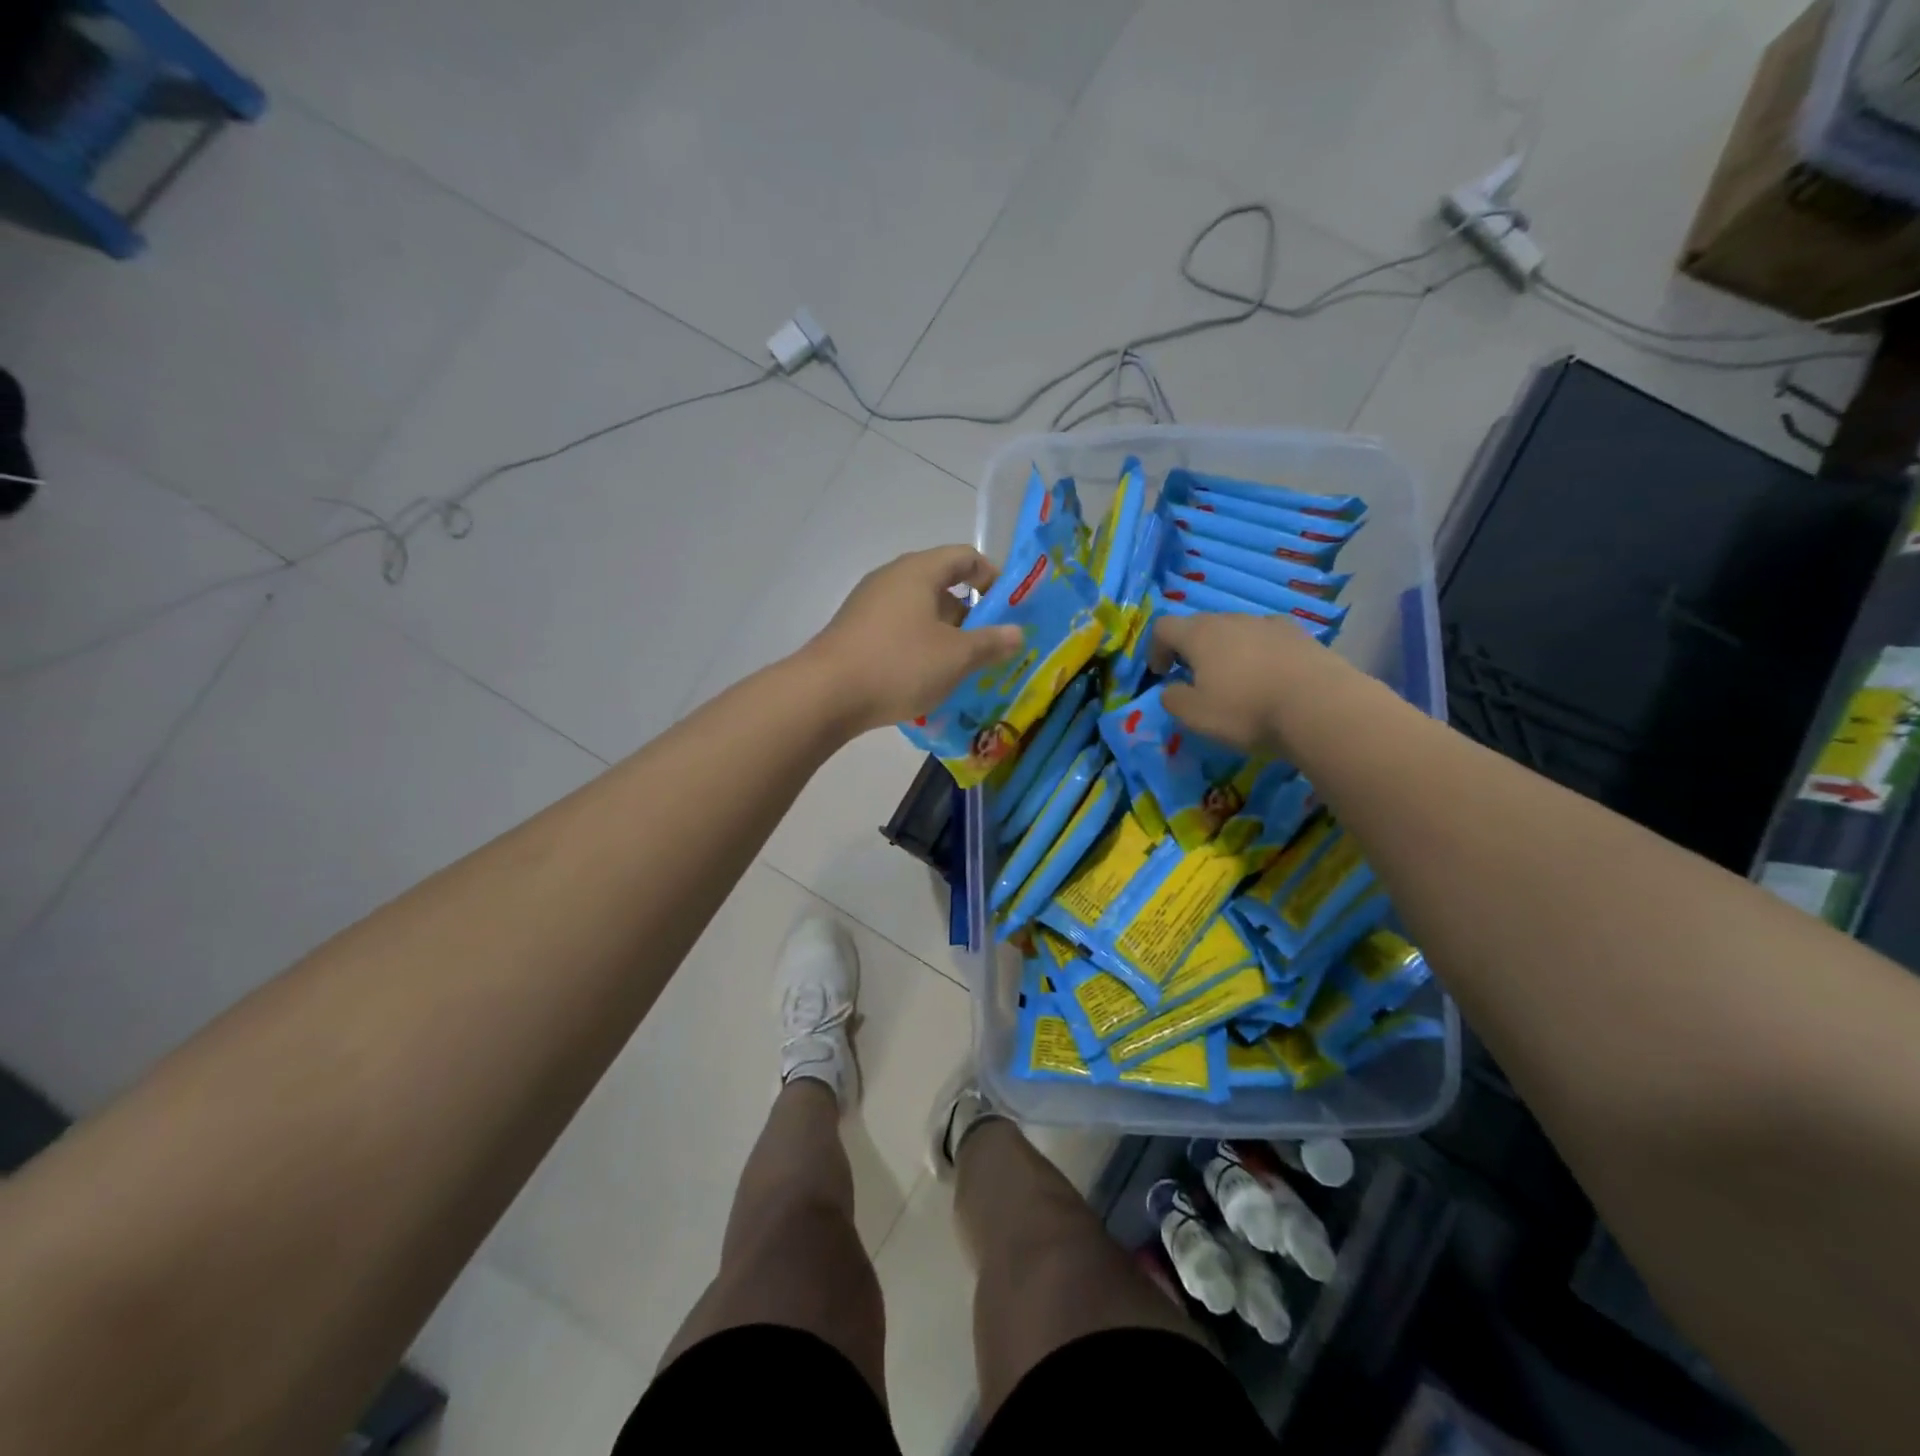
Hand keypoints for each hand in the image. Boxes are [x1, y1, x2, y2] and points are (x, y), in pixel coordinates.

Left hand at [805, 545, 1024, 733]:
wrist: (825, 695)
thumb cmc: (899, 665)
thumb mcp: (956, 657)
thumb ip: (991, 643)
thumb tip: (1017, 633)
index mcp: (918, 572)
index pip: (965, 556)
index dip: (992, 576)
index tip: (1010, 607)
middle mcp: (892, 579)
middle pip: (941, 585)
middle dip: (971, 614)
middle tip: (991, 645)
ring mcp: (869, 606)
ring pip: (920, 613)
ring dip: (945, 635)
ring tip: (963, 668)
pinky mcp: (855, 633)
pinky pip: (899, 632)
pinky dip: (919, 648)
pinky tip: (926, 679)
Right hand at [1150, 611, 1342, 752]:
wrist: (1321, 707)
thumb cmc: (1247, 710)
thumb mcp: (1195, 715)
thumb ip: (1172, 699)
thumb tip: (1170, 689)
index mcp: (1200, 634)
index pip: (1163, 626)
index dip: (1155, 649)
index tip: (1161, 675)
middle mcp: (1232, 620)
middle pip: (1200, 625)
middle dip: (1191, 649)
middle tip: (1195, 679)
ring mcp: (1269, 624)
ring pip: (1236, 630)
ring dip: (1227, 650)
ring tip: (1236, 680)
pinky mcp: (1300, 636)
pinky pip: (1268, 639)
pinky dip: (1260, 653)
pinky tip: (1269, 677)